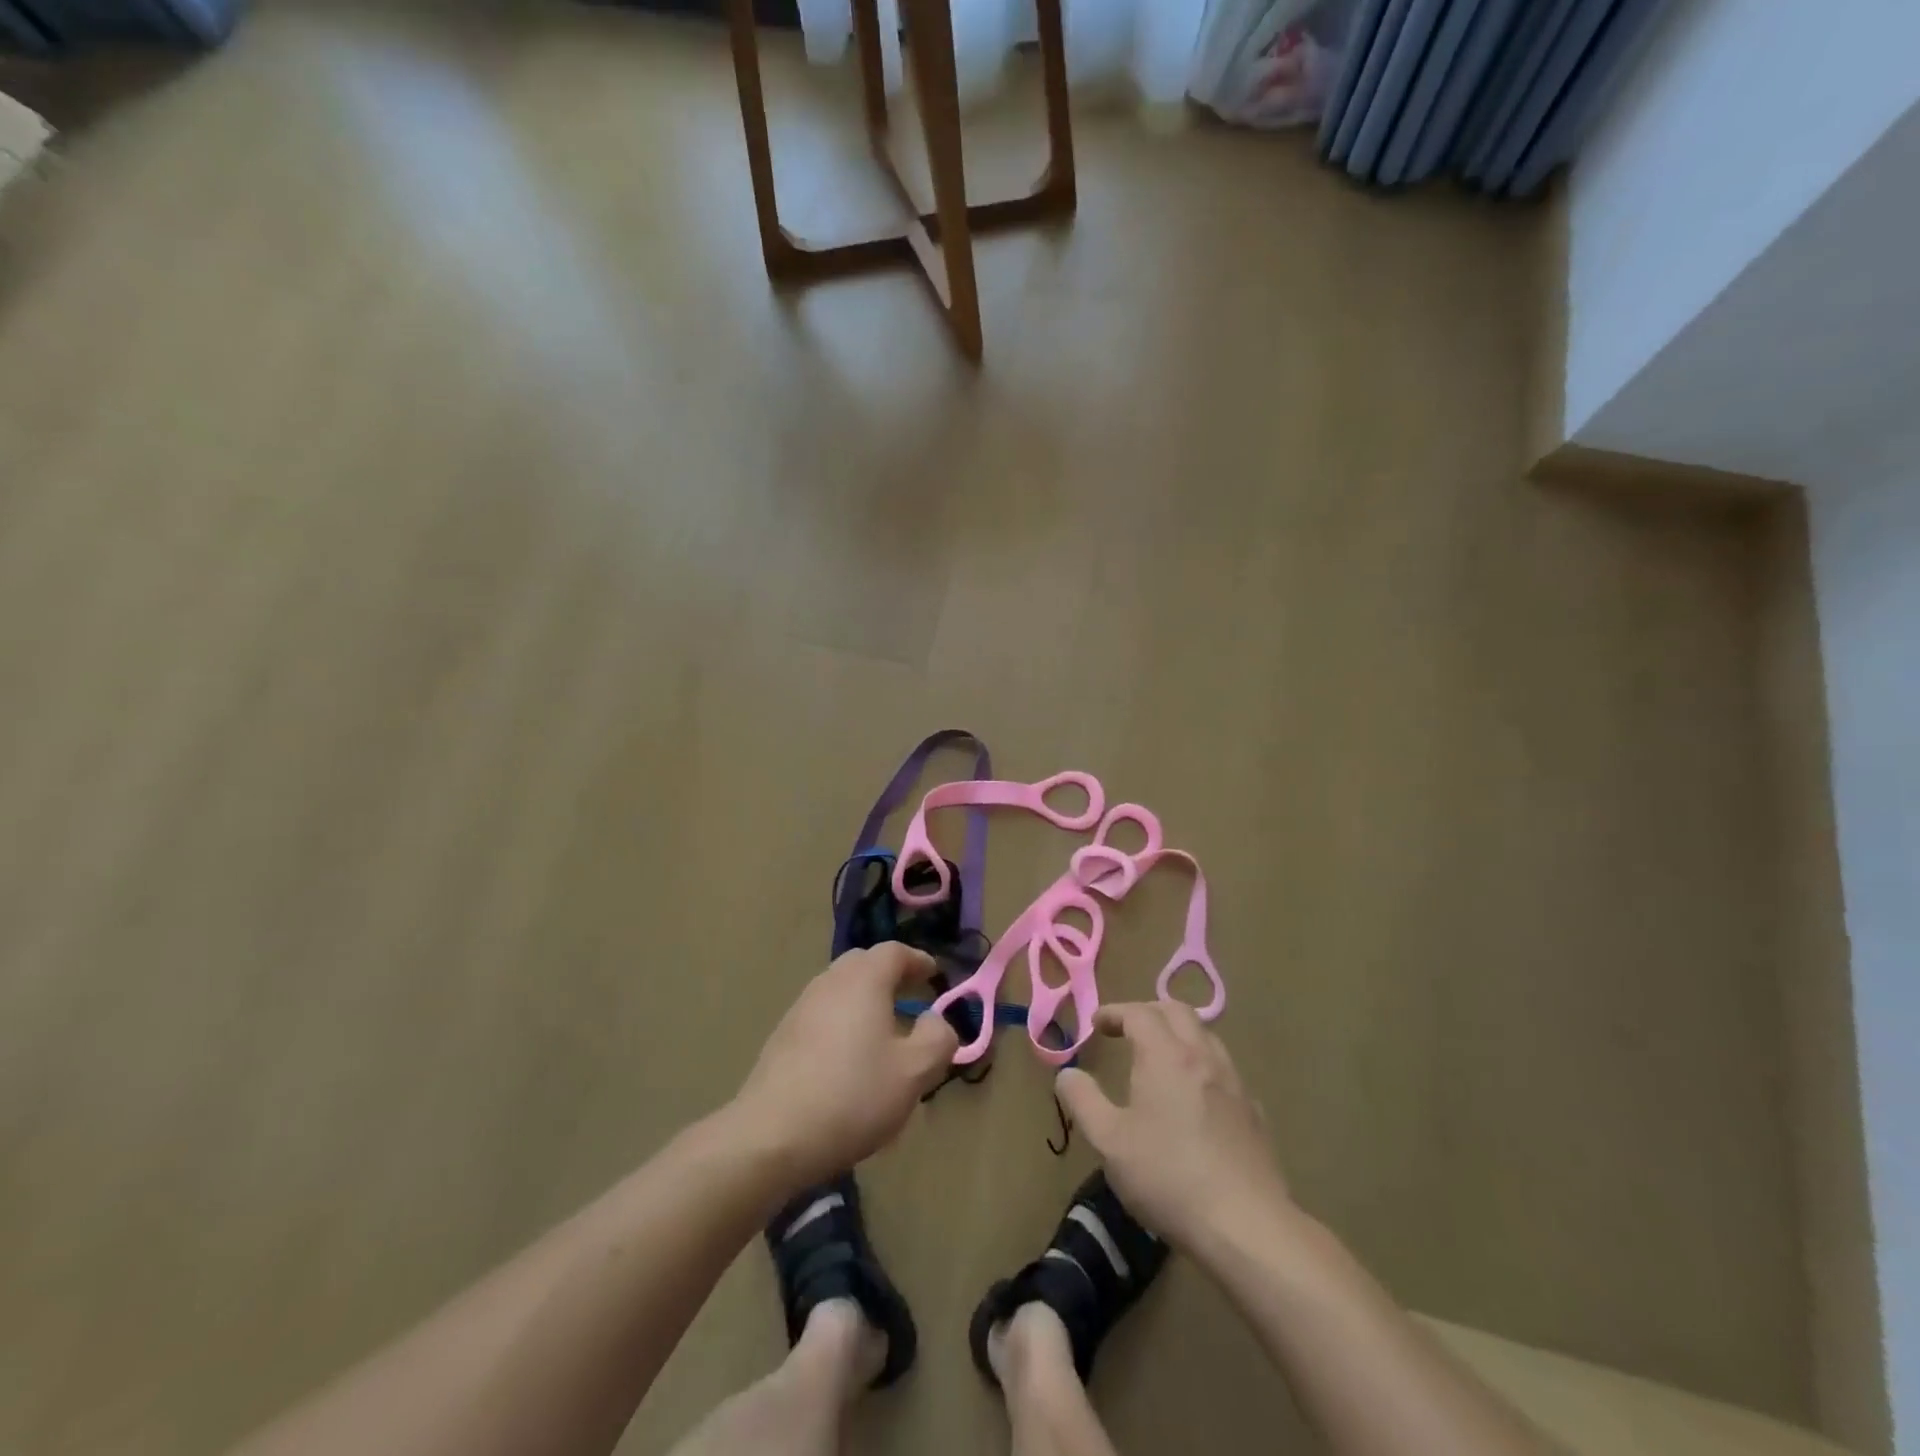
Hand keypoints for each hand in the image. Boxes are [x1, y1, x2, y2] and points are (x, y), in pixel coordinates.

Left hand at [733, 943, 958, 1188]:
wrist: (771, 1136)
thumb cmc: (852, 1096)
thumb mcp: (914, 1073)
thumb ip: (938, 1039)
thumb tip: (936, 1020)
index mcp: (863, 980)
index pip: (895, 952)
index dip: (918, 960)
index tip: (934, 974)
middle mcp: (830, 982)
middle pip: (864, 964)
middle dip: (890, 975)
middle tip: (911, 997)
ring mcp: (801, 1007)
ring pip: (840, 989)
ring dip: (865, 999)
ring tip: (883, 1031)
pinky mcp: (783, 1036)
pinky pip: (823, 1014)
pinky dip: (843, 1021)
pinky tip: (849, 1058)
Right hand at [1056, 1002, 1292, 1252]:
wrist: (1247, 1227)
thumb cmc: (1168, 1177)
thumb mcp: (1109, 1141)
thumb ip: (1083, 1100)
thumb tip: (1067, 1074)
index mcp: (1166, 1055)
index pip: (1138, 1013)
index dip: (1114, 1012)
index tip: (1096, 1024)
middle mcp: (1203, 1057)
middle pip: (1177, 1012)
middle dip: (1148, 1012)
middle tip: (1127, 1031)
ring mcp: (1234, 1084)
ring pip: (1206, 1037)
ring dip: (1179, 1034)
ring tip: (1161, 1058)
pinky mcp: (1254, 1113)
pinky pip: (1224, 1071)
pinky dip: (1202, 1066)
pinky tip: (1196, 1098)